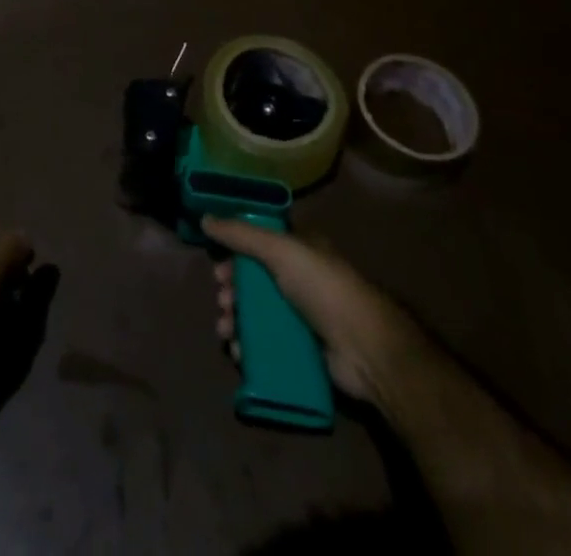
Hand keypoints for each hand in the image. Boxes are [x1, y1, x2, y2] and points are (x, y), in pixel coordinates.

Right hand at [203, 217, 412, 403]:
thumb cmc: (323, 288)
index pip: (258, 244)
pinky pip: (267, 345)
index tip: (217, 268)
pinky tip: (238, 353)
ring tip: (226, 331)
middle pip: (254, 281)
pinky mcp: (302, 350)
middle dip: (232, 291)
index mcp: (299, 250)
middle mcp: (299, 279)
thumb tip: (205, 218)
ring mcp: (301, 316)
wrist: (365, 348)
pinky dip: (249, 348)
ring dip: (235, 320)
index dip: (235, 253)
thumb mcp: (281, 250)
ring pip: (257, 315)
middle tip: (222, 302)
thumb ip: (241, 234)